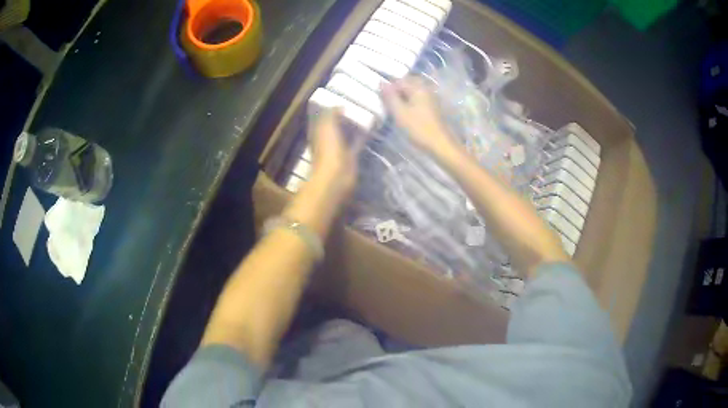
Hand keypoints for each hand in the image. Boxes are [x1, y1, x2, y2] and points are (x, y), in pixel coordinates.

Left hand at [308, 108, 368, 197]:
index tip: (345, 100)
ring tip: (367, 113)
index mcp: (318, 132)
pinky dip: (363, 136)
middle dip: (345, 117)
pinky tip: (371, 128)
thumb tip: (340, 107)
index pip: (324, 116)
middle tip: (359, 105)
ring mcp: (339, 149)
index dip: (332, 109)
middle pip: (336, 125)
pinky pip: (357, 142)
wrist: (337, 176)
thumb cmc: (328, 150)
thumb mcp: (326, 125)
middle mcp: (327, 139)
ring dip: (355, 126)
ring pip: (347, 133)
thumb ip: (331, 113)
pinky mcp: (351, 156)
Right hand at [382, 76, 458, 155]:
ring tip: (395, 109)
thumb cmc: (418, 128)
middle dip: (397, 92)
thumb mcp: (400, 112)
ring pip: (413, 92)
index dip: (388, 89)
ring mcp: (431, 98)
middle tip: (388, 104)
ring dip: (403, 98)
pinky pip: (419, 99)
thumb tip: (381, 82)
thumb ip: (390, 97)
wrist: (440, 144)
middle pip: (408, 85)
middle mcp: (426, 89)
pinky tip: (406, 113)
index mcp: (418, 88)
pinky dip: (411, 103)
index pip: (399, 81)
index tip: (382, 101)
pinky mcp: (434, 107)